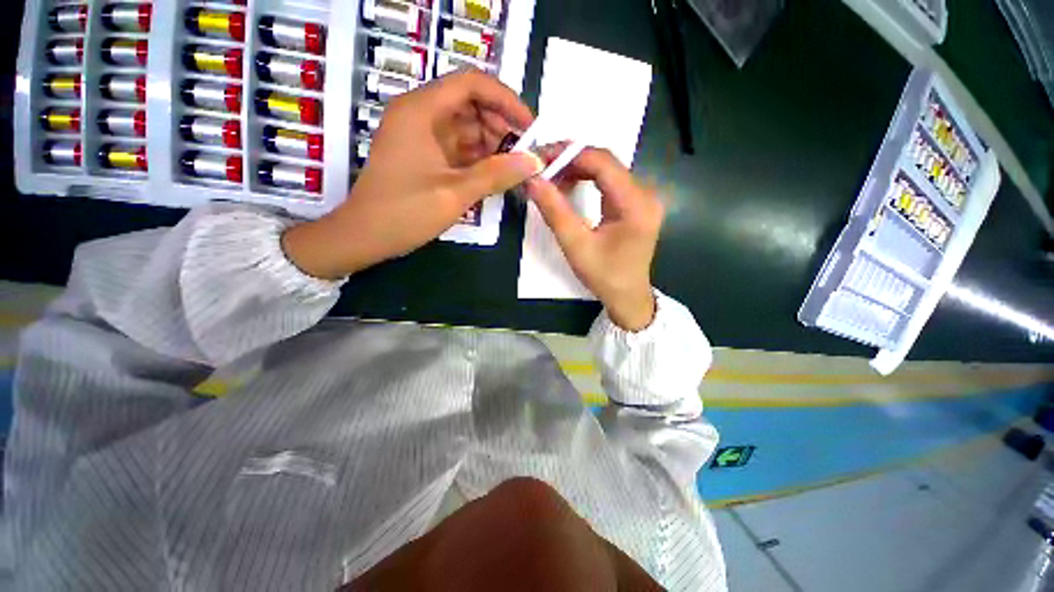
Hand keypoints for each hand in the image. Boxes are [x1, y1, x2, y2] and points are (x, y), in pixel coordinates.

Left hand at [283, 69, 544, 279]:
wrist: (365, 237)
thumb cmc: (404, 212)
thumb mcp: (455, 193)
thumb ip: (496, 174)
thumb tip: (534, 161)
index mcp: (421, 110)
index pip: (472, 84)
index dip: (506, 100)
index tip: (530, 127)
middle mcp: (420, 114)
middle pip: (470, 104)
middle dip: (501, 126)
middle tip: (525, 154)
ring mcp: (422, 136)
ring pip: (467, 128)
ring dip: (492, 145)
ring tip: (514, 168)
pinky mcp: (425, 156)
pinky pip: (459, 148)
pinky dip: (479, 159)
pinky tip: (496, 174)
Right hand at [525, 148, 661, 331]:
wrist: (628, 296)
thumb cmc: (603, 276)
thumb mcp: (575, 245)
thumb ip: (554, 211)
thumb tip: (532, 179)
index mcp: (636, 204)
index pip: (602, 162)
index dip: (570, 153)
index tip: (540, 155)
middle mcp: (646, 193)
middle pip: (606, 162)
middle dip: (571, 160)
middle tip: (541, 166)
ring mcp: (644, 197)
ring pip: (607, 169)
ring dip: (578, 169)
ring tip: (551, 177)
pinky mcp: (637, 203)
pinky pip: (610, 181)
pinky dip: (587, 179)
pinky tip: (569, 186)